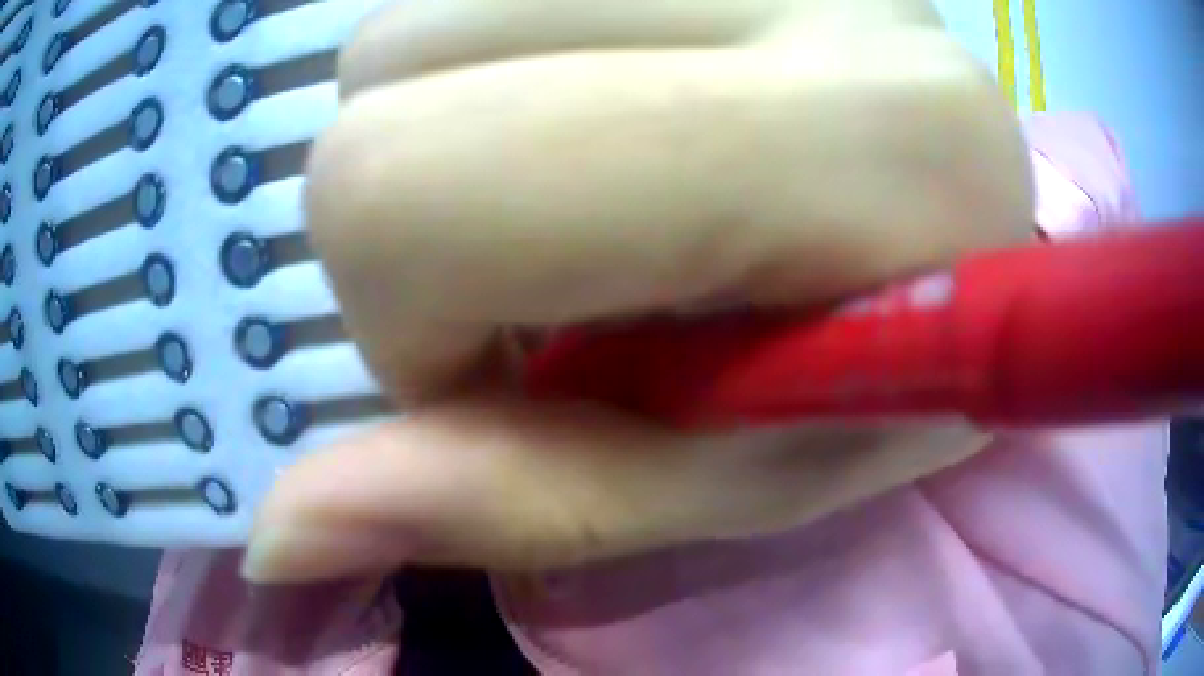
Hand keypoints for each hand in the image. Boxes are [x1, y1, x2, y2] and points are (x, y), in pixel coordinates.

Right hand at [241, 0, 1033, 581]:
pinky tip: (635, 101)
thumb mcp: (727, 483)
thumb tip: (275, 540)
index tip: (500, 360)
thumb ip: (504, 504)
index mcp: (854, 142)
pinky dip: (515, 52)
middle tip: (562, 260)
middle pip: (390, 60)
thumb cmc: (898, 387)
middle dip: (424, 198)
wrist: (984, 248)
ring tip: (611, 178)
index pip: (413, 183)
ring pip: (428, 6)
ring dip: (469, 116)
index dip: (407, 308)